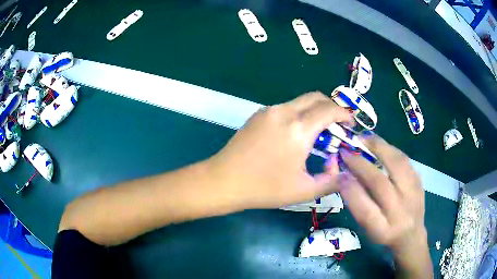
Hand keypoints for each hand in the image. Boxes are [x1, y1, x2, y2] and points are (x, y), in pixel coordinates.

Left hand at [209, 92, 352, 208]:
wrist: (224, 180)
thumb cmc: (264, 188)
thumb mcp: (303, 190)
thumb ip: (331, 181)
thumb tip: (344, 170)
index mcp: (298, 128)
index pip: (330, 109)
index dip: (345, 114)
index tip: (351, 124)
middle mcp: (284, 112)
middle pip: (316, 97)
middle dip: (331, 107)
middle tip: (338, 126)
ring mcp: (268, 110)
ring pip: (300, 101)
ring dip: (315, 111)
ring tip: (319, 132)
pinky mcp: (258, 114)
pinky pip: (286, 107)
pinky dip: (299, 114)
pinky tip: (296, 134)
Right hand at [339, 134, 432, 277]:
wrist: (412, 233)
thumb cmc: (385, 232)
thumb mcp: (368, 228)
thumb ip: (359, 205)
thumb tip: (345, 177)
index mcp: (383, 230)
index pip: (365, 211)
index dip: (350, 191)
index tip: (339, 173)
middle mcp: (400, 213)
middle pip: (381, 184)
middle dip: (361, 164)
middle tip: (348, 150)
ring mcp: (413, 195)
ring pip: (397, 166)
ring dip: (379, 149)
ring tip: (365, 139)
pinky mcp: (419, 181)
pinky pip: (405, 160)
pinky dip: (391, 150)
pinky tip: (382, 145)